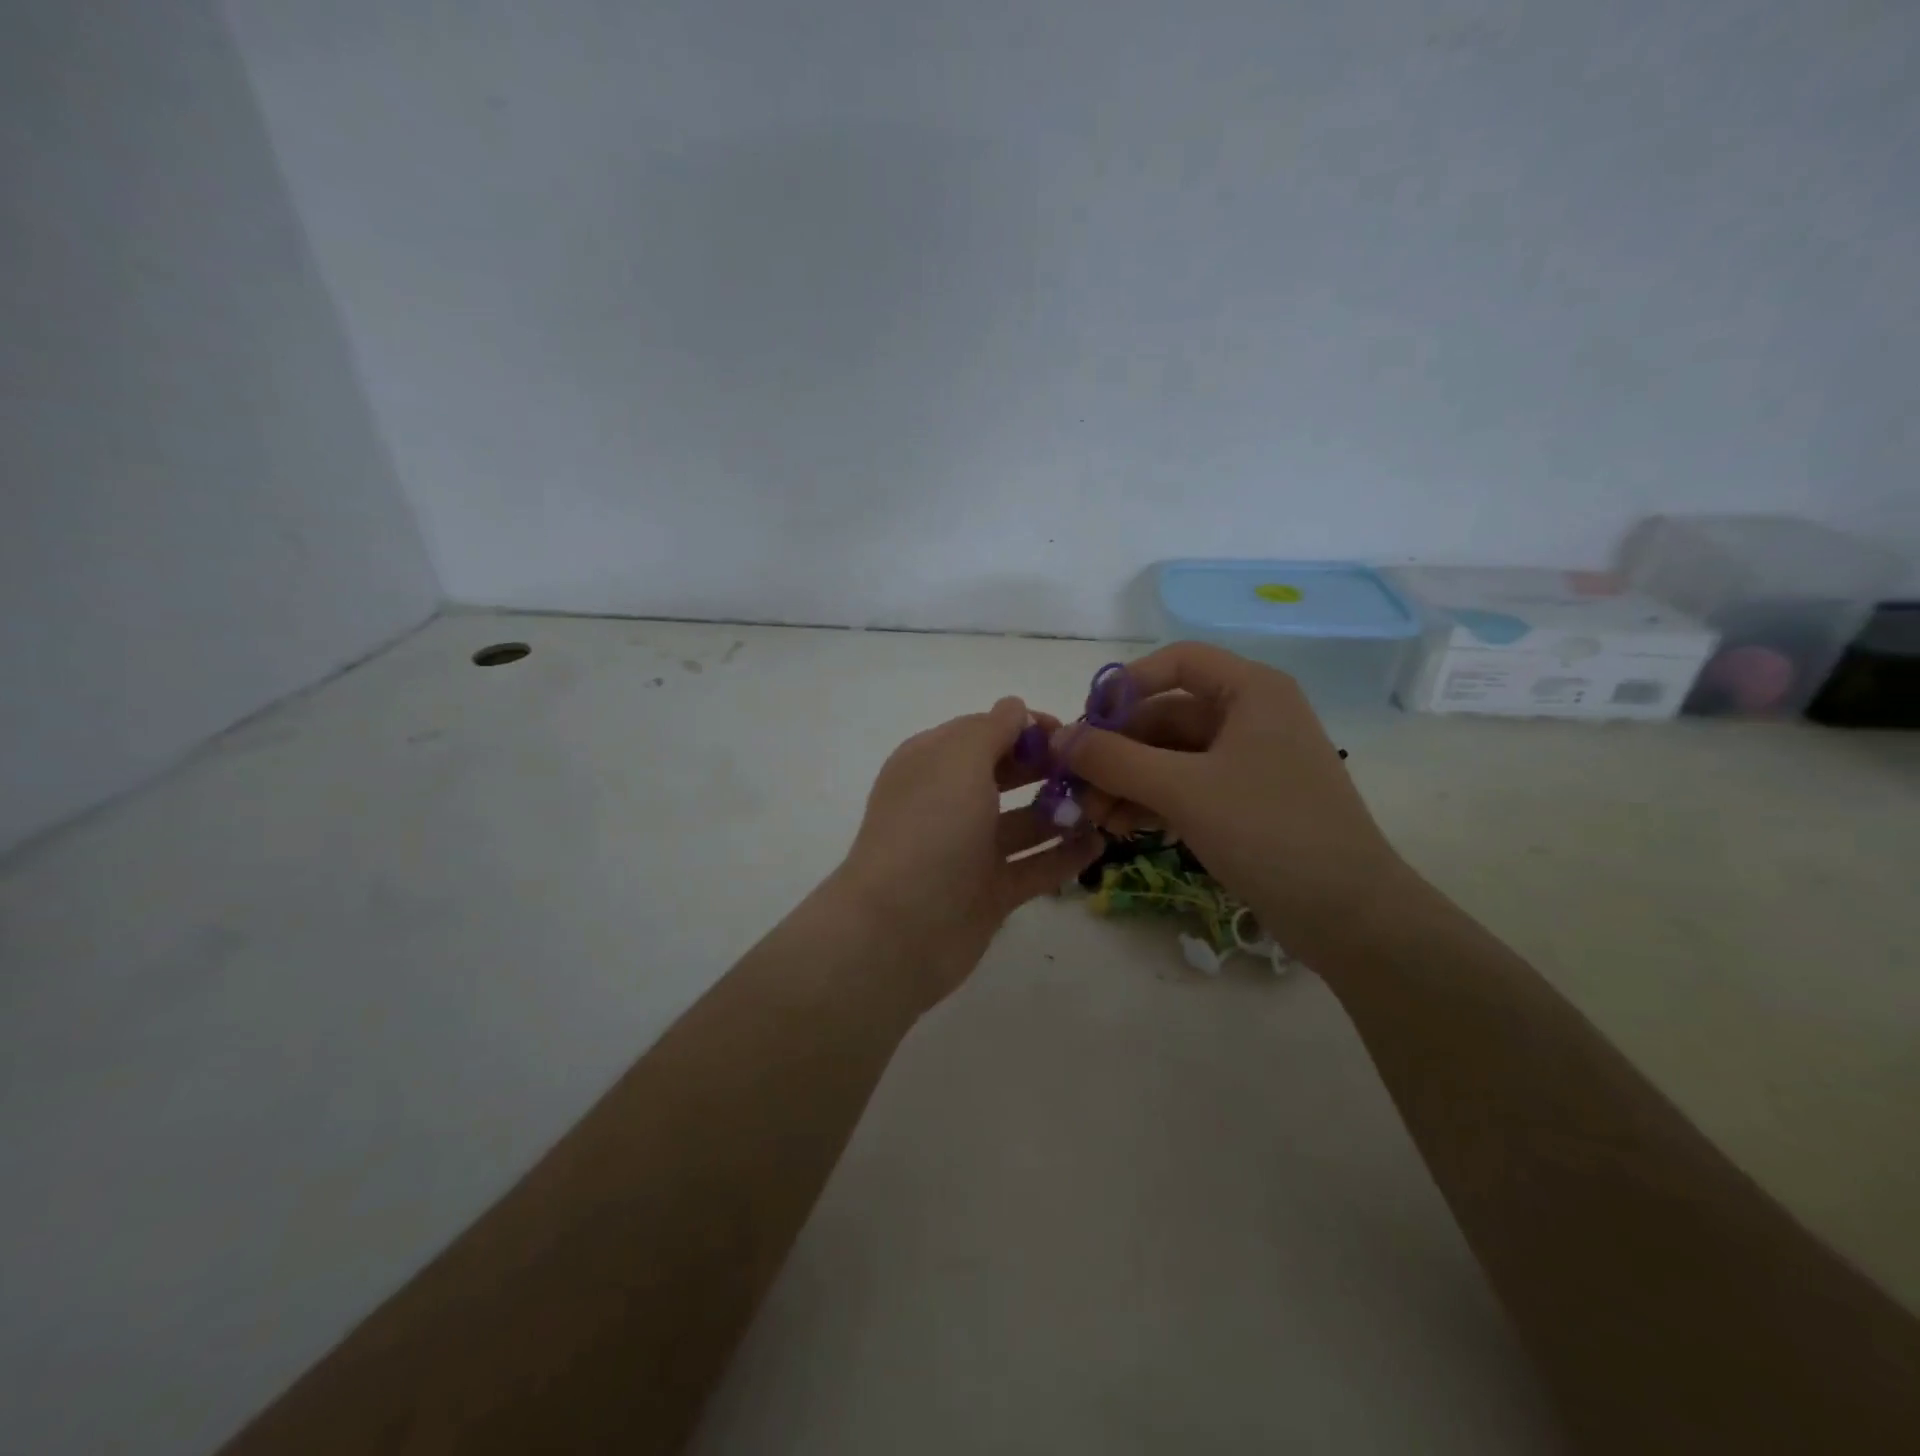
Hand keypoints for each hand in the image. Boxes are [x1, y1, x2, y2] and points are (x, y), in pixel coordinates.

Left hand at [834, 697, 1102, 1007]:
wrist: (900, 929)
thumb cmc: (930, 829)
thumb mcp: (959, 761)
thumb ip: (991, 729)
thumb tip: (1014, 707)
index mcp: (933, 763)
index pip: (983, 731)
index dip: (1025, 727)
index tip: (1070, 732)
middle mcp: (949, 802)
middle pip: (1006, 774)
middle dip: (1048, 767)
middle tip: (1095, 769)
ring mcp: (969, 849)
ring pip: (1024, 822)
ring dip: (1062, 811)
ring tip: (1106, 805)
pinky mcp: (989, 892)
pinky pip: (1034, 866)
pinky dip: (1063, 855)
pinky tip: (1099, 844)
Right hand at [1058, 643, 1408, 960]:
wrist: (1349, 914)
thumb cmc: (1269, 831)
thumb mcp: (1183, 789)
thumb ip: (1114, 759)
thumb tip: (1059, 738)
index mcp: (1251, 691)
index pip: (1177, 661)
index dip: (1127, 684)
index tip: (1087, 722)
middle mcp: (1252, 716)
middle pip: (1166, 714)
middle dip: (1118, 749)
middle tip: (1078, 785)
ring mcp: (1250, 761)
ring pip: (1171, 755)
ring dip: (1128, 780)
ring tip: (1094, 816)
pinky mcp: (1246, 801)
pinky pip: (1186, 785)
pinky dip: (1152, 800)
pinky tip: (1121, 827)